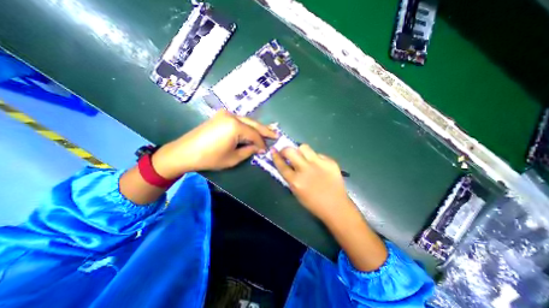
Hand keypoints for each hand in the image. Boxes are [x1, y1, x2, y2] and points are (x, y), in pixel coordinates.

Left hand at [151, 110, 276, 176]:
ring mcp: (225, 114)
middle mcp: (232, 116)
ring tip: (267, 132)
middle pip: (253, 124)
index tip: (266, 150)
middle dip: (265, 130)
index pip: (254, 135)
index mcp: (235, 126)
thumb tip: (259, 148)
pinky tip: (252, 130)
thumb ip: (249, 151)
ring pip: (247, 121)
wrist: (184, 152)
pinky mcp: (220, 116)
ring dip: (256, 127)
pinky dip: (247, 126)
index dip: (262, 143)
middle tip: (276, 134)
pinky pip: (239, 120)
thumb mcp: (233, 158)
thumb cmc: (209, 157)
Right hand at [272, 144, 353, 221]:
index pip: (281, 164)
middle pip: (290, 151)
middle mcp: (305, 170)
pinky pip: (318, 154)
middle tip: (287, 152)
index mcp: (295, 181)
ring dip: (300, 151)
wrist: (336, 206)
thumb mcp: (296, 192)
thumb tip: (287, 164)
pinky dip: (314, 158)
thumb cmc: (313, 203)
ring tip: (303, 156)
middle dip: (286, 149)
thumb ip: (290, 177)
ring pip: (304, 147)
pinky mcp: (329, 162)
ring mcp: (318, 164)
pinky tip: (318, 165)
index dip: (275, 156)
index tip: (273, 150)